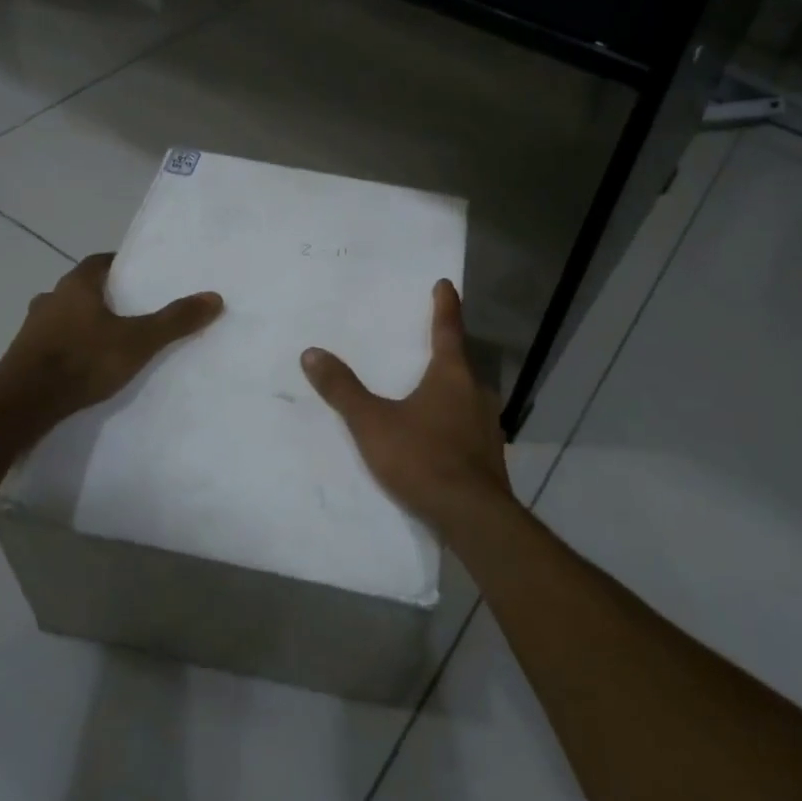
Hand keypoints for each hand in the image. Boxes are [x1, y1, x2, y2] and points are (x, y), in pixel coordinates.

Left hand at [1, 254, 223, 424]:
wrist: (22, 403)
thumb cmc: (83, 360)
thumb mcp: (139, 341)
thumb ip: (175, 320)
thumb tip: (215, 297)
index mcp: (77, 286)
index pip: (99, 262)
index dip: (119, 265)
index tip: (138, 274)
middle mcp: (51, 299)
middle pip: (81, 288)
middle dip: (103, 296)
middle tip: (129, 309)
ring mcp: (32, 328)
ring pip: (63, 315)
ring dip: (82, 322)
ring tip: (108, 340)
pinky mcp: (22, 356)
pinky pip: (51, 342)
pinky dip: (68, 346)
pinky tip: (83, 365)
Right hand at [301, 278, 513, 538]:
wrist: (472, 516)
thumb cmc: (422, 458)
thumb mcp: (372, 423)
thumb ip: (343, 389)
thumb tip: (312, 353)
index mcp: (452, 375)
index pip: (448, 328)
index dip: (445, 305)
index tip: (446, 284)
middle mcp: (476, 392)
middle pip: (460, 363)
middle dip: (445, 352)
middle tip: (428, 342)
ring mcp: (488, 425)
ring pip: (466, 396)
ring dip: (450, 389)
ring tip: (428, 392)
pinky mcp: (490, 454)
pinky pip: (468, 424)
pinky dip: (453, 420)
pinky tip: (439, 436)